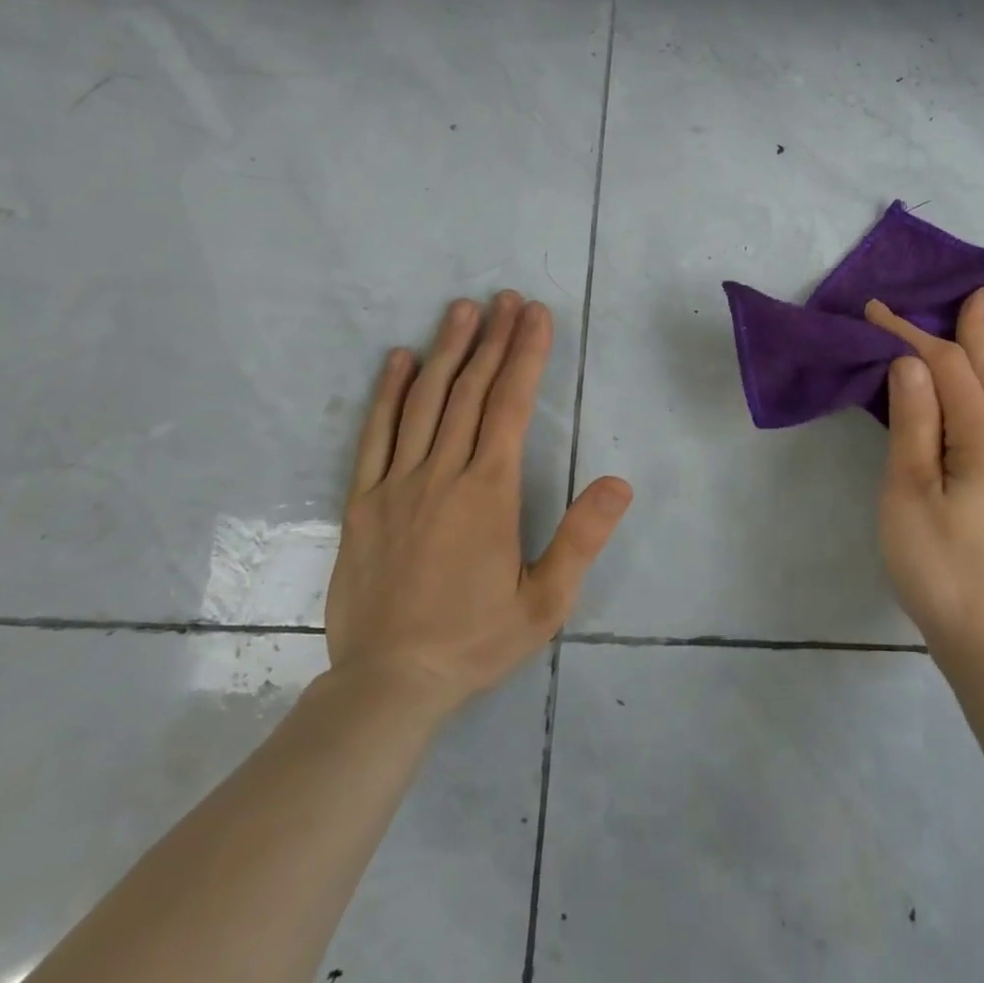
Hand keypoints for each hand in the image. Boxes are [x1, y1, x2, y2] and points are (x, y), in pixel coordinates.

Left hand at [326, 291, 632, 716]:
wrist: (388, 684)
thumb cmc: (476, 640)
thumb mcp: (546, 600)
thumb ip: (582, 538)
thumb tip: (620, 483)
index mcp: (489, 492)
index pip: (511, 405)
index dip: (525, 355)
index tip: (535, 315)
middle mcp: (442, 474)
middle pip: (471, 392)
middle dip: (493, 339)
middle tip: (506, 298)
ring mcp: (396, 484)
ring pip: (425, 403)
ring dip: (447, 351)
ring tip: (462, 310)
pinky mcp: (363, 501)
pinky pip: (375, 436)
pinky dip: (389, 394)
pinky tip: (401, 361)